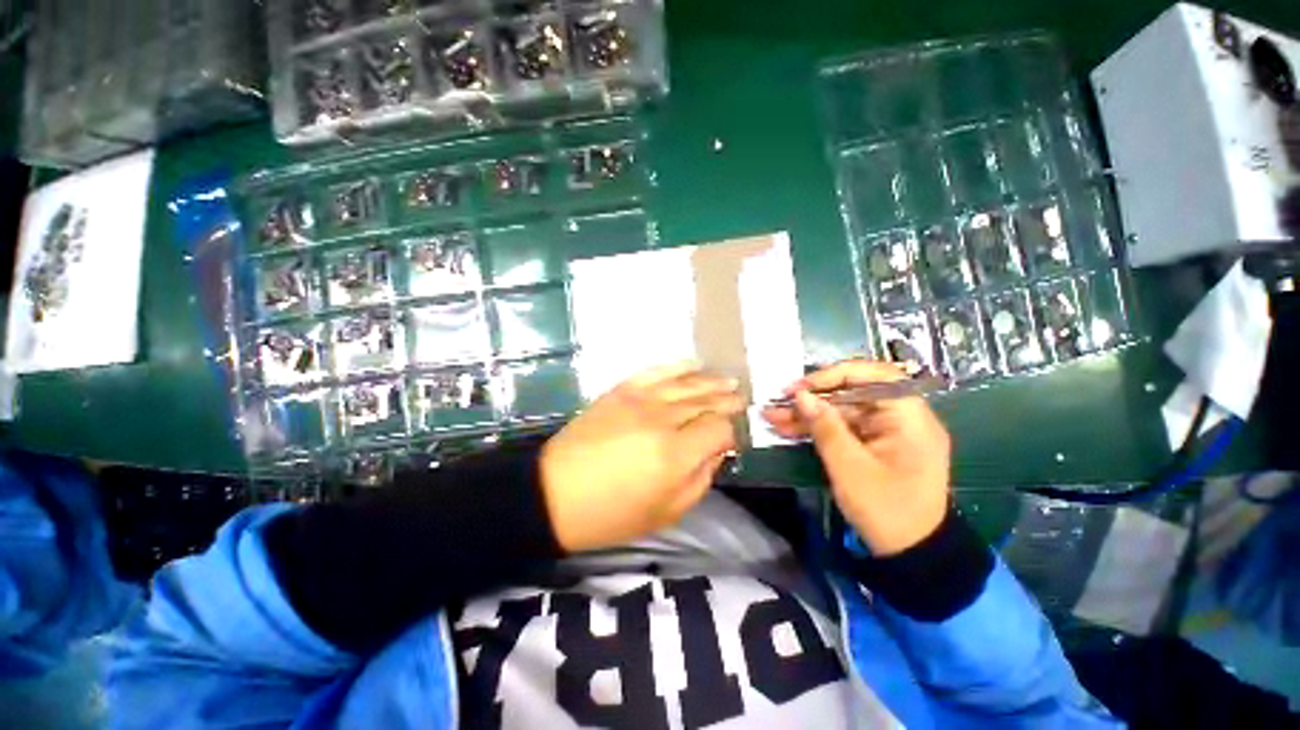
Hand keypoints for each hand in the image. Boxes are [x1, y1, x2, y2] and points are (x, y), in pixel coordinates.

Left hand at [541, 363, 744, 552]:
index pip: (719, 429)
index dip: (730, 433)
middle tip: (741, 399)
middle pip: (705, 401)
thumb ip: (701, 479)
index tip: (730, 439)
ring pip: (686, 383)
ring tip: (729, 380)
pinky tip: (694, 364)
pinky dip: (678, 366)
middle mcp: (662, 420)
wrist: (556, 493)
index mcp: (675, 455)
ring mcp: (640, 399)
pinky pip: (657, 370)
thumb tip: (717, 451)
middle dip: (727, 401)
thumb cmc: (612, 513)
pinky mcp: (622, 390)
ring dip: (711, 381)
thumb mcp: (667, 512)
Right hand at [762, 360, 950, 555]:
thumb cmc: (887, 510)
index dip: (833, 376)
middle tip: (779, 403)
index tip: (801, 387)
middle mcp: (901, 417)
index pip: (872, 376)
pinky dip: (817, 429)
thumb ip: (825, 427)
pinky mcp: (875, 445)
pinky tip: (789, 428)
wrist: (911, 555)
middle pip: (852, 394)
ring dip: (808, 415)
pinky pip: (843, 428)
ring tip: (773, 416)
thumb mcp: (850, 467)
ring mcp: (887, 432)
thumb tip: (801, 395)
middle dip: (813, 399)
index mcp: (909, 416)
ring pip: (842, 411)